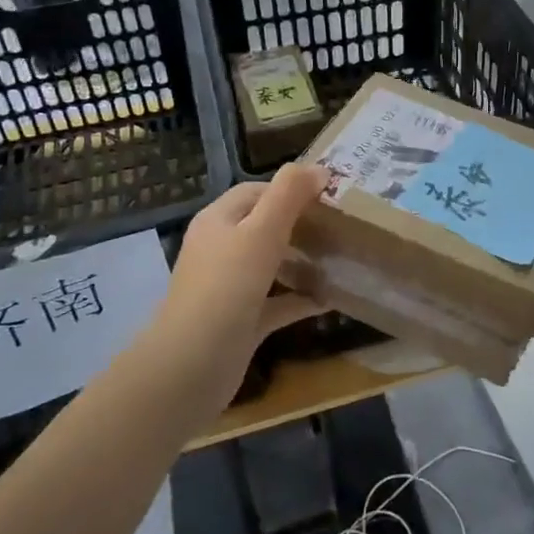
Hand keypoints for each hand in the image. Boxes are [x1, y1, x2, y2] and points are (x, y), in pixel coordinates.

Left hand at [152, 164, 327, 403]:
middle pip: (264, 226)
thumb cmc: (227, 286)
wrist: (192, 365)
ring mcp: (230, 288)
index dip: (291, 188)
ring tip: (340, 258)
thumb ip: (289, 194)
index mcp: (219, 221)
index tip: (329, 195)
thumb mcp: (262, 231)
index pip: (256, 191)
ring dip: (303, 261)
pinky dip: (301, 299)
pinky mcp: (241, 321)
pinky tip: (331, 300)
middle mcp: (221, 250)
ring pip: (272, 265)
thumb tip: (320, 168)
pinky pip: (277, 303)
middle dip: (301, 224)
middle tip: (341, 226)